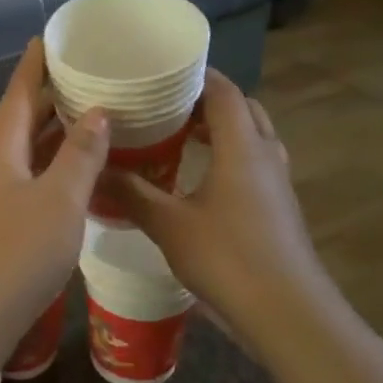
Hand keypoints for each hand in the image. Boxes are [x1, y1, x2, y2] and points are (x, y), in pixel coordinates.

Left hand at [0, 40, 108, 359]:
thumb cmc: (14, 256)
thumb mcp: (58, 201)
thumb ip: (79, 156)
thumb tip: (96, 111)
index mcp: (0, 154)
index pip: (17, 96)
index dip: (33, 67)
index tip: (48, 38)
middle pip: (19, 125)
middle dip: (47, 100)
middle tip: (83, 79)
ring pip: (24, 158)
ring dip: (52, 138)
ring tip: (86, 122)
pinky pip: (27, 186)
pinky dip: (51, 173)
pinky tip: (72, 182)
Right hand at [99, 69, 322, 342]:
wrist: (286, 311)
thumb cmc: (227, 257)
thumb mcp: (169, 225)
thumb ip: (132, 193)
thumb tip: (96, 169)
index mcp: (241, 146)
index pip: (223, 90)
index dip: (196, 75)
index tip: (161, 72)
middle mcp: (265, 154)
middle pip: (242, 109)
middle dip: (207, 101)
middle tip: (166, 106)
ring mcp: (277, 183)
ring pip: (252, 138)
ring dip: (221, 130)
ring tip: (179, 138)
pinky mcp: (278, 208)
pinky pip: (254, 165)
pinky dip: (229, 158)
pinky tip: (200, 181)